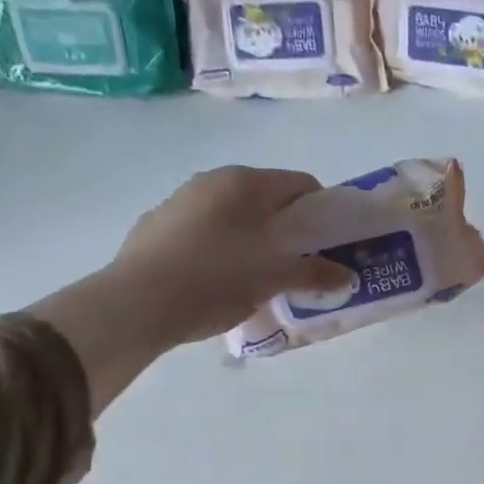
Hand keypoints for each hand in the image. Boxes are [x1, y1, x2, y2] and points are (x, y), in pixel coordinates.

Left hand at [29, 167, 348, 412]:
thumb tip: (348, 276)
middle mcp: (212, 180)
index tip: (328, 245)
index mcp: (246, 182)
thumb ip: (316, 272)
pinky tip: (217, 281)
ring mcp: (180, 201)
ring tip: (258, 277)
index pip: (302, 184)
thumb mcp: (275, 277)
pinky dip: (221, 248)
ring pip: (234, 216)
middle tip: (298, 264)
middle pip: (267, 200)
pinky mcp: (156, 226)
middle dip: (288, 229)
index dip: (322, 213)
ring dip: (254, 239)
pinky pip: (204, 231)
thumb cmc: (216, 278)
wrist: (135, 303)